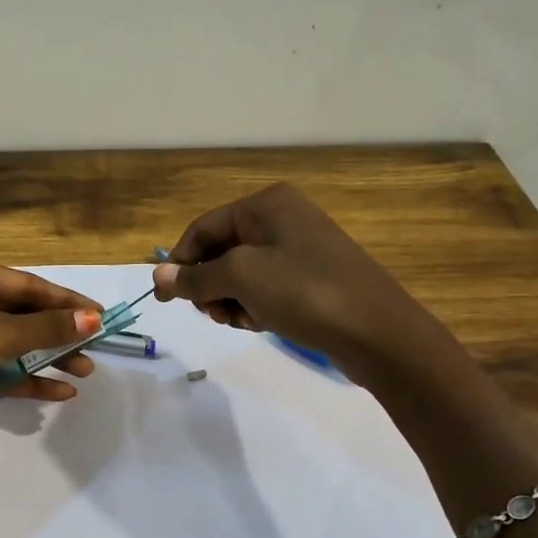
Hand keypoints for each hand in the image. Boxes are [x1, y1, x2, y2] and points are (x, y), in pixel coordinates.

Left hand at [0, 256, 102, 508]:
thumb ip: (46, 328)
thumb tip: (94, 318)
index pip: (24, 283)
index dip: (65, 300)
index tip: (101, 315)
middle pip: (18, 313)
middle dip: (56, 332)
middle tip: (94, 348)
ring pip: (9, 343)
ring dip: (46, 357)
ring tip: (84, 372)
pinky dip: (25, 379)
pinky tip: (58, 392)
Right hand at [152, 183, 427, 367]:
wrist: (379, 333)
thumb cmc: (305, 292)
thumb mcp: (242, 279)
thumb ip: (196, 277)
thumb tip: (158, 277)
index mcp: (267, 204)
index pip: (203, 229)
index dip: (179, 264)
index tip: (165, 299)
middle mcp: (283, 218)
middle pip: (221, 251)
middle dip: (210, 284)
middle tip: (213, 314)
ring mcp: (301, 248)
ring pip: (242, 273)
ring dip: (231, 299)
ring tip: (242, 321)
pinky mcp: (313, 277)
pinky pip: (267, 287)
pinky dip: (256, 305)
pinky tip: (262, 323)